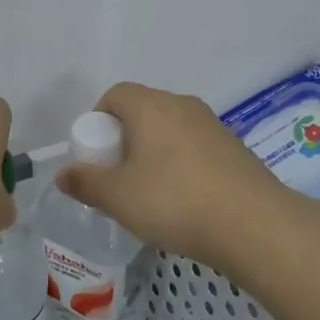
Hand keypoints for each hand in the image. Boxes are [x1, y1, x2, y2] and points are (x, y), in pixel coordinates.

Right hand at [54, 82, 290, 264]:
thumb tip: (63, 174)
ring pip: (170, 132)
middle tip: (119, 180)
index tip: (97, 157)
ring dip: (154, 155)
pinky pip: (195, 149)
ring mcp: (213, 125)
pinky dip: (182, 166)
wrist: (255, 225)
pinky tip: (185, 202)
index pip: (114, 95)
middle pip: (142, 112)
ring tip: (152, 196)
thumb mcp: (118, 197)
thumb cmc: (175, 201)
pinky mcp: (235, 149)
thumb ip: (86, 182)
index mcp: (150, 106)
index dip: (98, 122)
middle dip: (124, 141)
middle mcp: (182, 105)